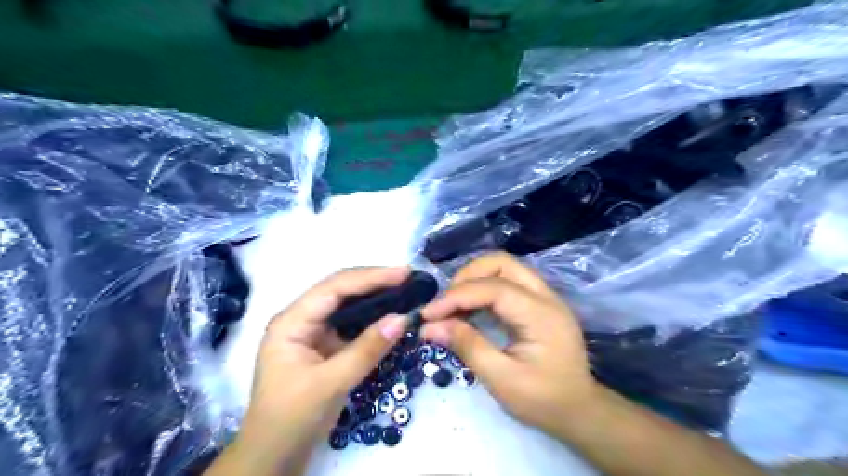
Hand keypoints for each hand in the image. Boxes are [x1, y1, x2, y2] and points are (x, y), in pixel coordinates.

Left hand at [232, 269, 408, 472]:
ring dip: (375, 296)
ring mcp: (313, 331)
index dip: (371, 277)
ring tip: (405, 289)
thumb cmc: (292, 418)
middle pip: (341, 289)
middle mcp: (302, 318)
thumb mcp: (331, 384)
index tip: (403, 274)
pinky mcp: (325, 344)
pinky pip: (352, 323)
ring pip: (347, 304)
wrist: (275, 453)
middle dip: (375, 281)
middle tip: (409, 277)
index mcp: (292, 321)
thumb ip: (367, 350)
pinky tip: (390, 312)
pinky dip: (372, 316)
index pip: (335, 288)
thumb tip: (403, 318)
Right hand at [419, 252, 591, 434]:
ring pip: (504, 267)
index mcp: (541, 314)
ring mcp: (544, 296)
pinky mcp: (538, 302)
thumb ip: (467, 346)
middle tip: (445, 304)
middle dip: (467, 276)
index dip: (457, 296)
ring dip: (474, 279)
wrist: (579, 411)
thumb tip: (429, 326)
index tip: (428, 314)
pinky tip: (469, 308)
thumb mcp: (501, 379)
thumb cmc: (542, 400)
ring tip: (453, 305)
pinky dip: (483, 288)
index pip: (493, 287)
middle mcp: (545, 296)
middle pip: (501, 263)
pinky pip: (507, 281)